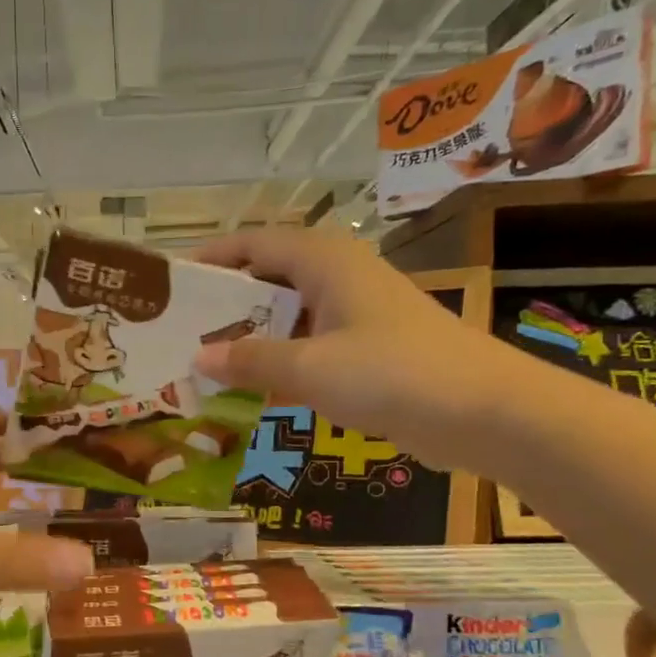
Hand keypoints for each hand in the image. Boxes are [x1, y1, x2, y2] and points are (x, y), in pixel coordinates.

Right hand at [191, 228, 526, 470]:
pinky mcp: (366, 351)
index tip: (171, 283)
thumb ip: (251, 360)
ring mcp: (355, 316)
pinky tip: (249, 392)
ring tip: (201, 364)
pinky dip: (278, 364)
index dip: (212, 258)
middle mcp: (338, 278)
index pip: (254, 243)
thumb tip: (198, 359)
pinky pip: (307, 348)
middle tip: (178, 332)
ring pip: (287, 318)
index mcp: (325, 261)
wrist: (484, 413)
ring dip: (249, 340)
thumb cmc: (393, 373)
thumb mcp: (310, 367)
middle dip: (224, 305)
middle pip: (268, 280)